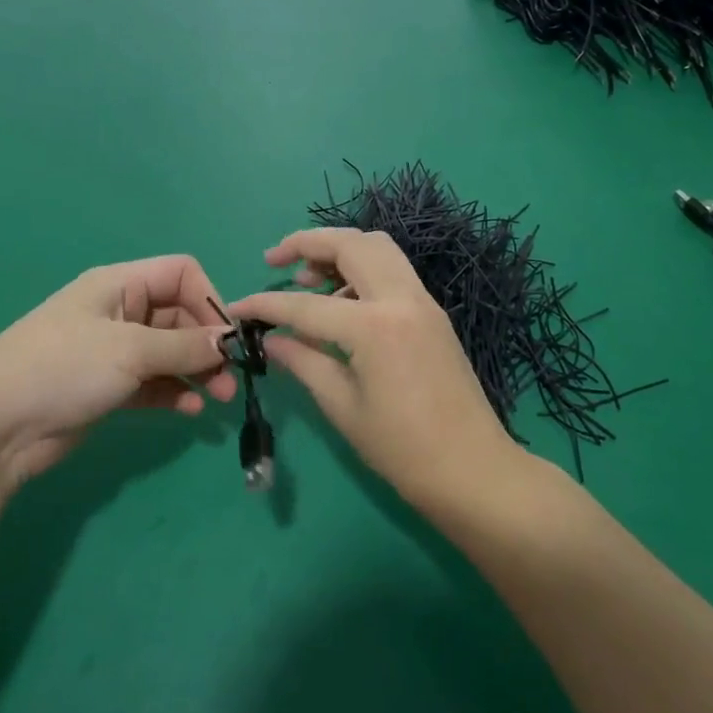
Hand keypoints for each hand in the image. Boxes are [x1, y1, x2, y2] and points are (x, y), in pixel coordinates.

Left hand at [0, 256, 236, 485]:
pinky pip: (153, 382)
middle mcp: (120, 311)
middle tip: (230, 379)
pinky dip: (174, 392)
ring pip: (169, 352)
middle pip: (180, 316)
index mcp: (120, 285)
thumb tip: (230, 340)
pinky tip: (188, 411)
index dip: (209, 300)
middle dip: (207, 344)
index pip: (181, 274)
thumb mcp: (130, 351)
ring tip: (217, 399)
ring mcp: (113, 351)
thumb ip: (185, 346)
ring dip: (196, 371)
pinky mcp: (108, 387)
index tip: (228, 337)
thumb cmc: (63, 368)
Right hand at [230, 228, 522, 511]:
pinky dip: (363, 268)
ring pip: (377, 246)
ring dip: (339, 249)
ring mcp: (422, 300)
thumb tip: (271, 340)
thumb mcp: (343, 408)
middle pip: (350, 243)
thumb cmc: (403, 450)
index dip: (265, 304)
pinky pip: (393, 269)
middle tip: (275, 260)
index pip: (305, 305)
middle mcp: (400, 298)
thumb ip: (303, 362)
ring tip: (308, 279)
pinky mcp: (432, 310)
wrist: (474, 469)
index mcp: (374, 327)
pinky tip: (342, 302)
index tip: (238, 307)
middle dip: (306, 242)